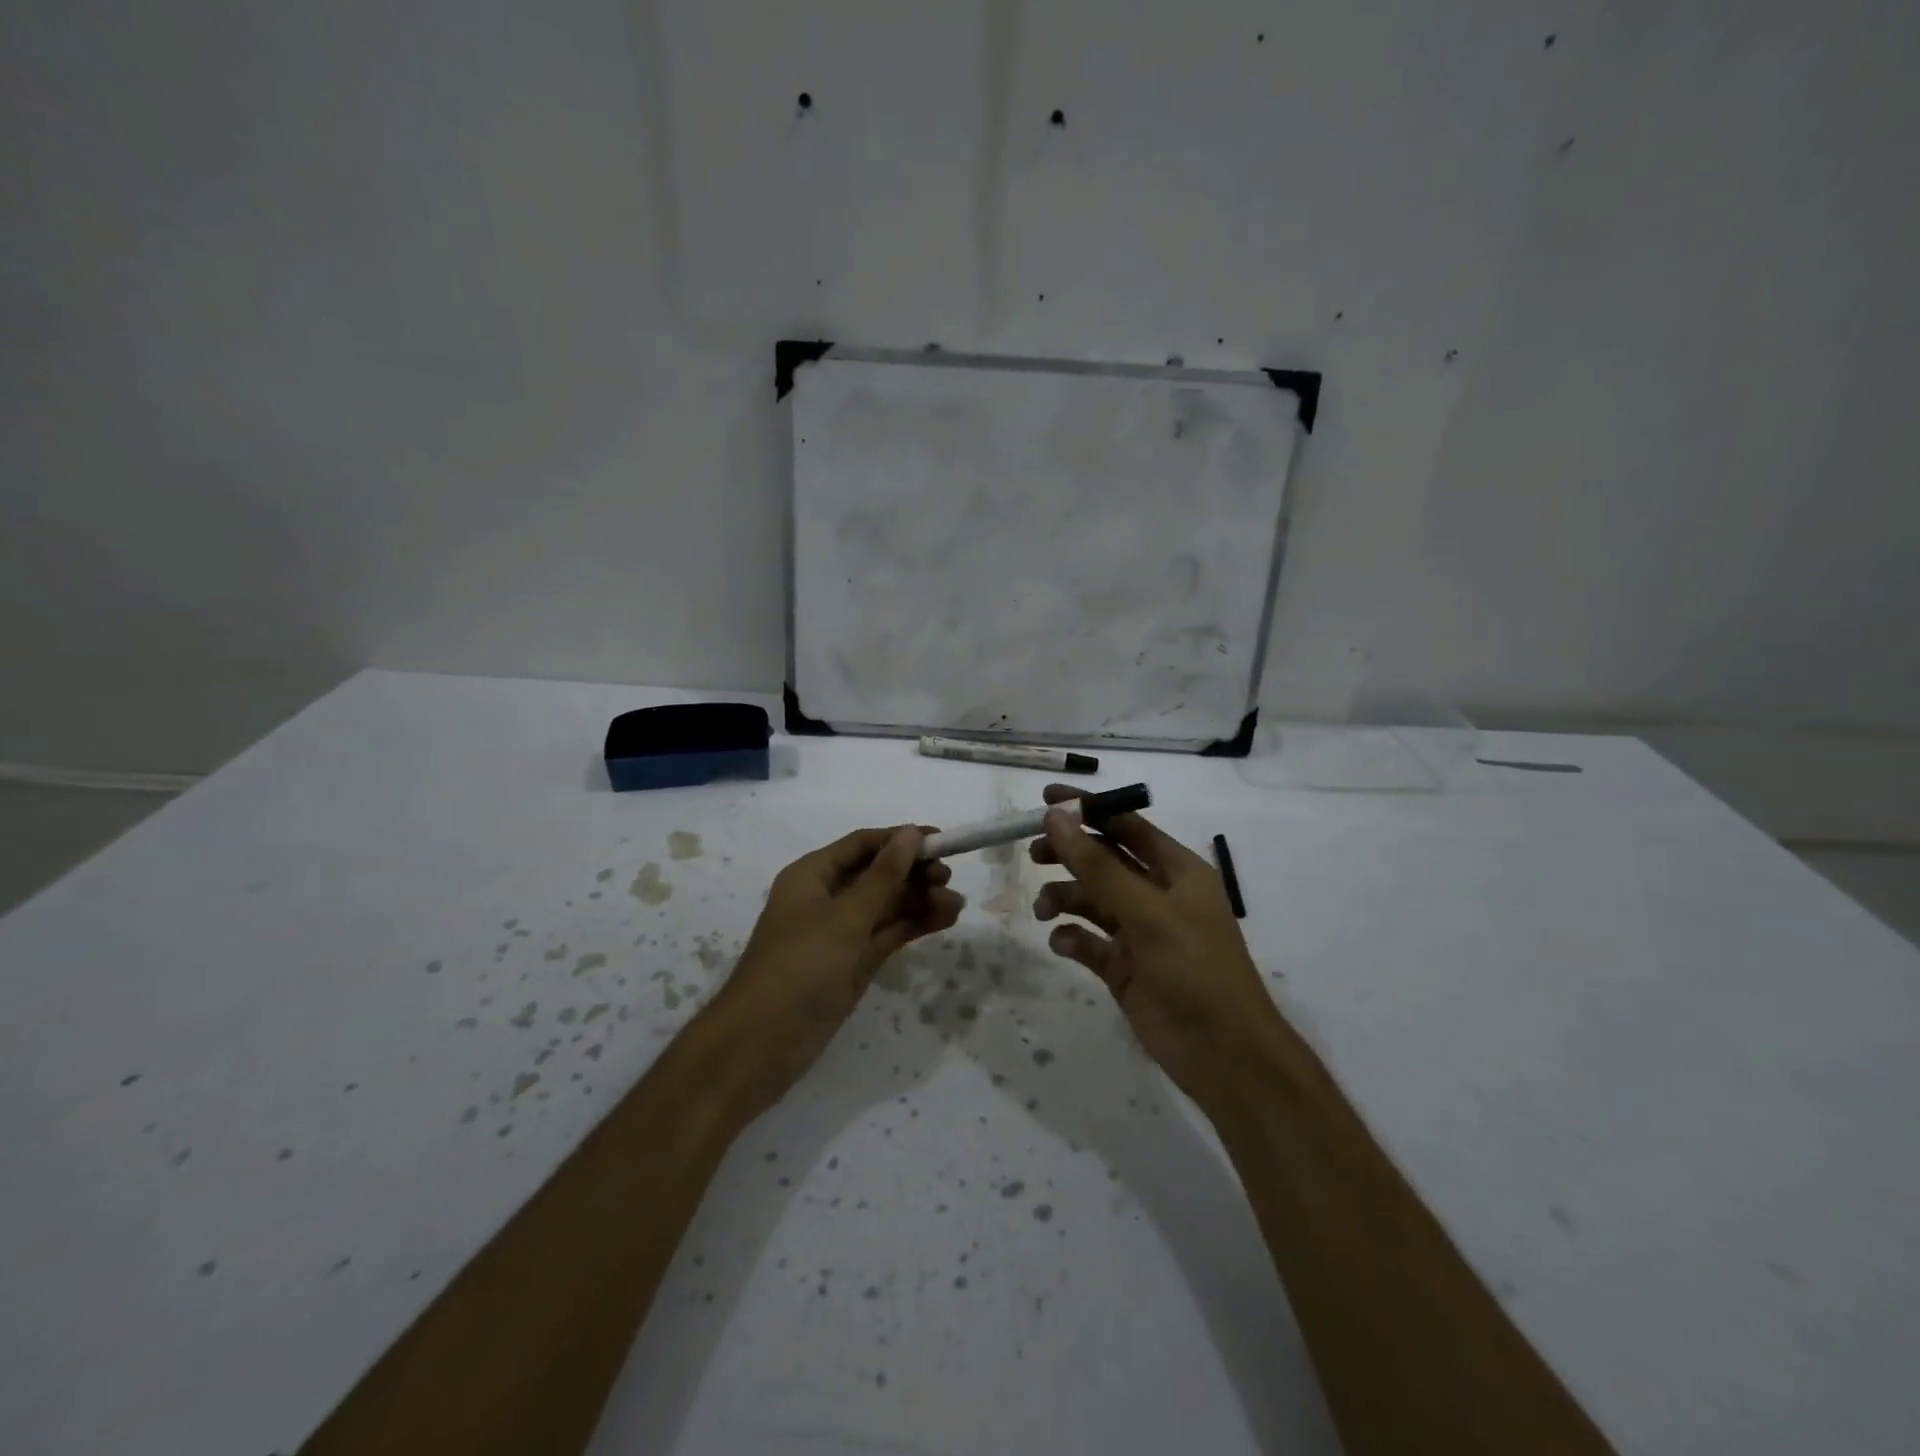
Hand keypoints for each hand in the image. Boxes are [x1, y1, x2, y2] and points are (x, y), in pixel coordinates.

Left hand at [709, 826, 963, 1112]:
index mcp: (813, 875)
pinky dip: (914, 925)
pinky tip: (944, 919)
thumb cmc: (800, 966)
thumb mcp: (845, 917)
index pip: (862, 845)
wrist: (763, 1044)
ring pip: (887, 906)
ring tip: (956, 905)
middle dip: (914, 873)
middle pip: (878, 874)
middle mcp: (827, 898)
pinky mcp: (854, 962)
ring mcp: (842, 932)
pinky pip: (889, 933)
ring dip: (920, 900)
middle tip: (948, 878)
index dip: (900, 839)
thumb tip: (911, 834)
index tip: (940, 840)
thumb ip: (883, 876)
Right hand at [1030, 784, 1287, 1111]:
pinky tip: (1063, 944)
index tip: (1044, 800)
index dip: (1088, 809)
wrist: (1223, 1055)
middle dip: (1069, 854)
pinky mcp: (1124, 967)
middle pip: (1104, 860)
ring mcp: (1140, 932)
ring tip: (1044, 908)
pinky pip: (1089, 941)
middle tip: (1033, 854)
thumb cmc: (1195, 969)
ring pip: (1092, 900)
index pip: (1126, 825)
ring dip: (1065, 897)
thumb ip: (1098, 865)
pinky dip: (1073, 937)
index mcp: (1177, 871)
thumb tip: (1057, 816)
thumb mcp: (1146, 911)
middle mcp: (1158, 895)